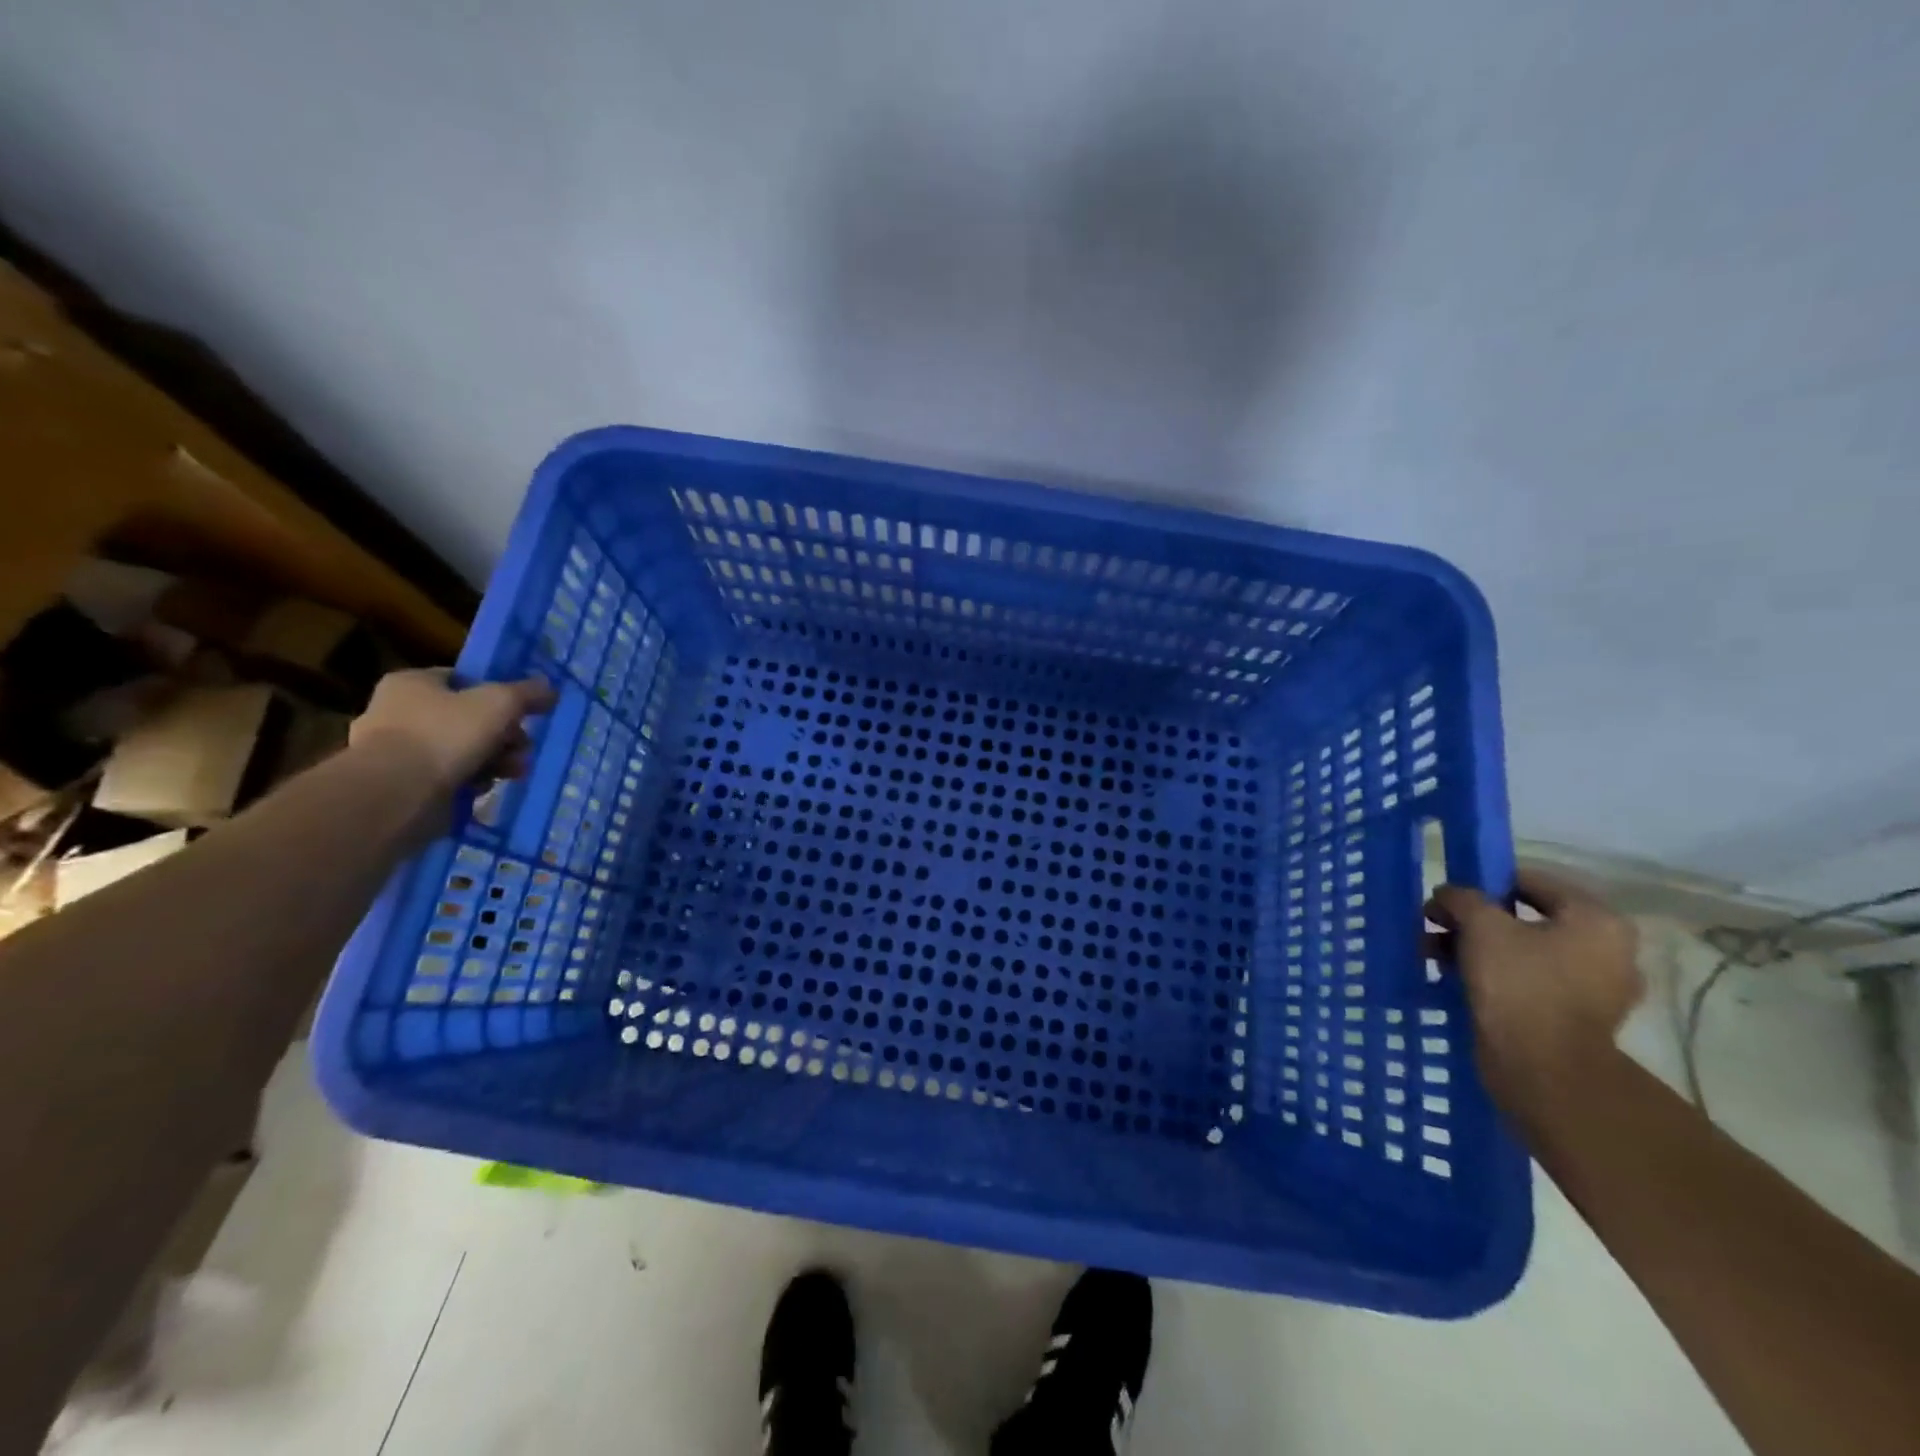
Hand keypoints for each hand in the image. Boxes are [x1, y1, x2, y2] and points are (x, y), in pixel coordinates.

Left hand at [348, 669, 556, 796]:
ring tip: (514, 772)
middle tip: (523, 748)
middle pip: (468, 718)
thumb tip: (549, 688)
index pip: (463, 680)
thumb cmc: (446, 735)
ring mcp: (398, 750)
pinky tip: (484, 788)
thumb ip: (527, 693)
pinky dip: (470, 781)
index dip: (497, 694)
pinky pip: (448, 776)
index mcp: (412, 683)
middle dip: (504, 735)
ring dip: (495, 760)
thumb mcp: (499, 703)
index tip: (522, 713)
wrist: (398, 794)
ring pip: (462, 750)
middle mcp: (398, 711)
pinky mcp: (404, 784)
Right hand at [1425, 867, 1642, 1114]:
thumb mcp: (1481, 926)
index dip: (1484, 883)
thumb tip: (1448, 893)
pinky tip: (1457, 979)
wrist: (1542, 1068)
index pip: (1532, 882)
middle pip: (1526, 919)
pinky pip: (1528, 982)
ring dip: (1477, 948)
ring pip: (1524, 952)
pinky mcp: (1575, 1018)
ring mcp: (1595, 988)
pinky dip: (1493, 976)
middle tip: (1435, 925)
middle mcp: (1607, 950)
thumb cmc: (1519, 984)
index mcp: (1597, 920)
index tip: (1448, 896)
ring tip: (1434, 954)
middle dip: (1475, 921)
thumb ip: (1462, 898)